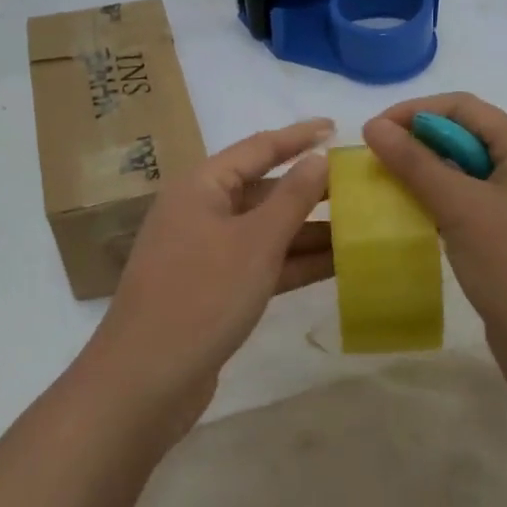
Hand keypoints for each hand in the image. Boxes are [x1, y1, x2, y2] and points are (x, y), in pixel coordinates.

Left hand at [84, 119, 333, 432]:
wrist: (146, 380)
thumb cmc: (202, 296)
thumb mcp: (254, 243)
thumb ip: (291, 199)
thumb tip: (317, 158)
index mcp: (201, 186)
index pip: (257, 148)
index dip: (297, 136)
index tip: (334, 126)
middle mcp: (200, 211)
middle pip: (262, 189)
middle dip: (309, 190)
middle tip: (359, 186)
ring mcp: (205, 253)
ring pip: (264, 230)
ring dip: (307, 230)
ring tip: (360, 226)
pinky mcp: (213, 289)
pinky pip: (260, 263)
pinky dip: (292, 262)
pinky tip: (335, 264)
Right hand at [363, 94, 506, 400]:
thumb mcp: (459, 207)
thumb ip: (415, 163)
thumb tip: (373, 126)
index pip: (463, 107)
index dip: (415, 111)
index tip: (374, 132)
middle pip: (464, 135)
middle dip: (417, 141)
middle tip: (374, 160)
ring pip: (464, 170)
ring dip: (425, 172)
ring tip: (384, 185)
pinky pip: (469, 201)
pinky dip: (438, 201)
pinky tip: (410, 215)